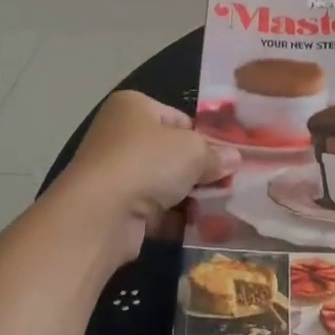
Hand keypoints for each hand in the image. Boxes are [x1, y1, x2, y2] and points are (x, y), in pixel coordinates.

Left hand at [48, 91, 239, 265]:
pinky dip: (174, 219)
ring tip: (220, 209)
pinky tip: (200, 227)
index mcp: (133, 107)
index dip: (205, 138)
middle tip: (229, 185)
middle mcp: (119, 136)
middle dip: (199, 171)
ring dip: (189, 197)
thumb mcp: (193, 150)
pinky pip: (153, 211)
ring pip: (163, 184)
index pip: (179, 119)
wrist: (100, 214)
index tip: (228, 158)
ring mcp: (114, 174)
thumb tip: (234, 159)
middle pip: (171, 153)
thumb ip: (216, 154)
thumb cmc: (148, 162)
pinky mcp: (114, 209)